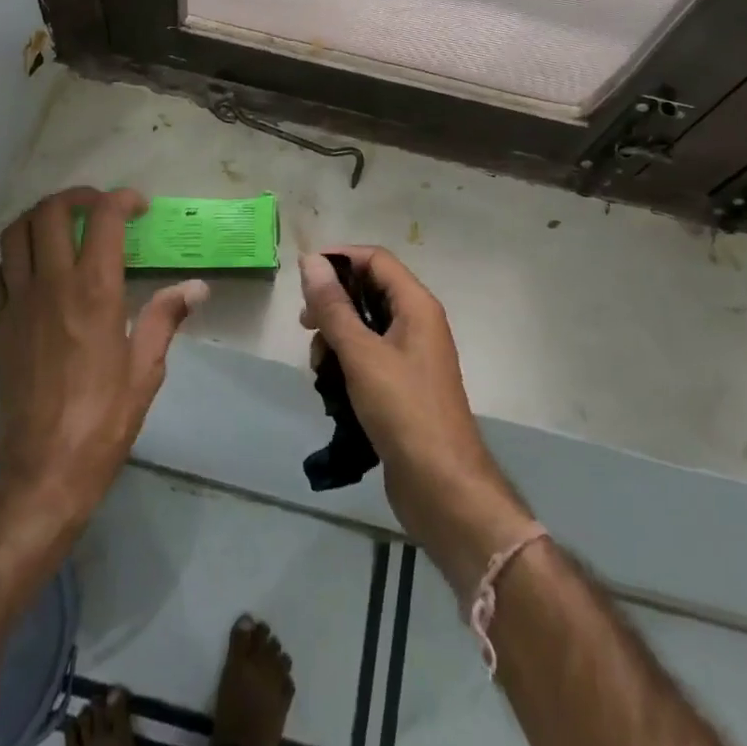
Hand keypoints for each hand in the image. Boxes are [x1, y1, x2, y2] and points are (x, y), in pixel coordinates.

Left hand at [0, 187, 205, 529]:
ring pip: (16, 233)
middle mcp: (52, 285)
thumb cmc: (104, 419)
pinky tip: (34, 270)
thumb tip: (197, 286)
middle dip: (77, 197)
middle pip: (51, 211)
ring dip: (40, 217)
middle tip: (98, 207)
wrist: (43, 470)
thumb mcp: (146, 369)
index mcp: (94, 291)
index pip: (103, 218)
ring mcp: (17, 303)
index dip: (122, 199)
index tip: (138, 207)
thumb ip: (166, 317)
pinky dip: (15, 256)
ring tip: (63, 226)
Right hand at [300, 247, 534, 597]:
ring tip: (318, 366)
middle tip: (305, 325)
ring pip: (365, 327)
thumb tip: (310, 261)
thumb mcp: (361, 354)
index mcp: (416, 305)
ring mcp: (412, 357)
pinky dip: (347, 363)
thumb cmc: (404, 410)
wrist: (443, 487)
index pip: (375, 259)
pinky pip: (369, 357)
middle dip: (333, 303)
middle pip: (369, 291)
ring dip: (336, 337)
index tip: (303, 275)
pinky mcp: (403, 386)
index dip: (339, 259)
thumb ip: (334, 306)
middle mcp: (417, 323)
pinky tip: (330, 388)